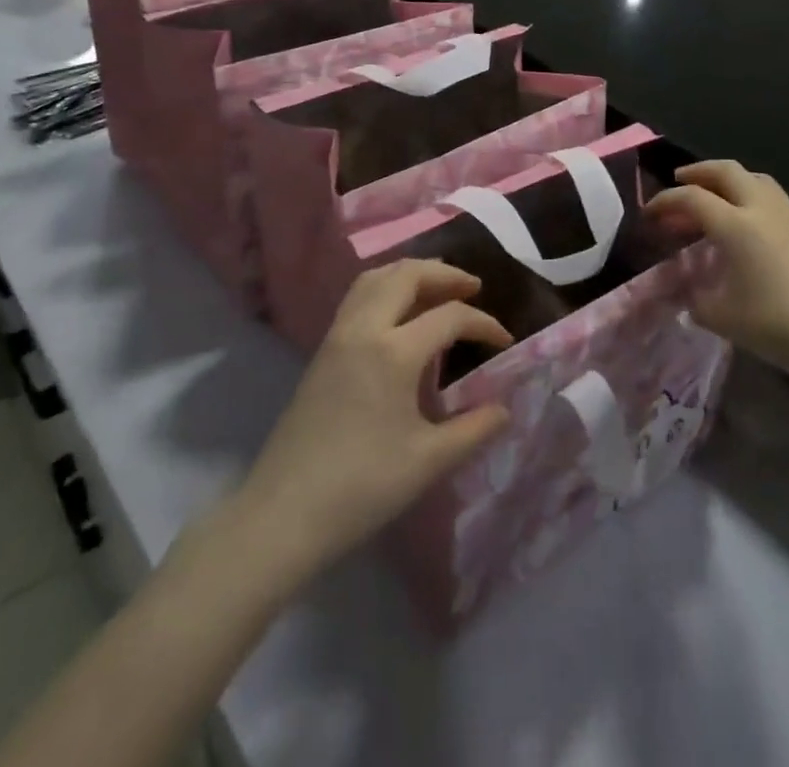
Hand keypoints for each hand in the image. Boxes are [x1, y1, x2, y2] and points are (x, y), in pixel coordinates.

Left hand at [230, 261, 511, 579]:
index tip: (504, 341)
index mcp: (393, 351)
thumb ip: (474, 429)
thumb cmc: (361, 487)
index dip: (484, 323)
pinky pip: (358, 296)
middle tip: (473, 287)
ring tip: (437, 289)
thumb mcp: (429, 462)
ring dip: (411, 273)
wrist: (283, 514)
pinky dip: (386, 287)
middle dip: (445, 274)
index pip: (449, 316)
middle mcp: (364, 329)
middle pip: (407, 275)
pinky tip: (399, 313)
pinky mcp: (322, 350)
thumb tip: (505, 409)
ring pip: (376, 277)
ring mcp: (338, 335)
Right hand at [646, 160, 788, 384]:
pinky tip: (746, 222)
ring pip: (753, 178)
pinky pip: (771, 195)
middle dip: (698, 171)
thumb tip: (689, 292)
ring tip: (713, 196)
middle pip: (725, 171)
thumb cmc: (776, 325)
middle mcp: (761, 208)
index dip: (665, 201)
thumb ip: (696, 299)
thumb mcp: (721, 317)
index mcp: (735, 225)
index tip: (649, 213)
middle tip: (679, 180)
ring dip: (727, 179)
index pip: (691, 198)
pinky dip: (748, 195)